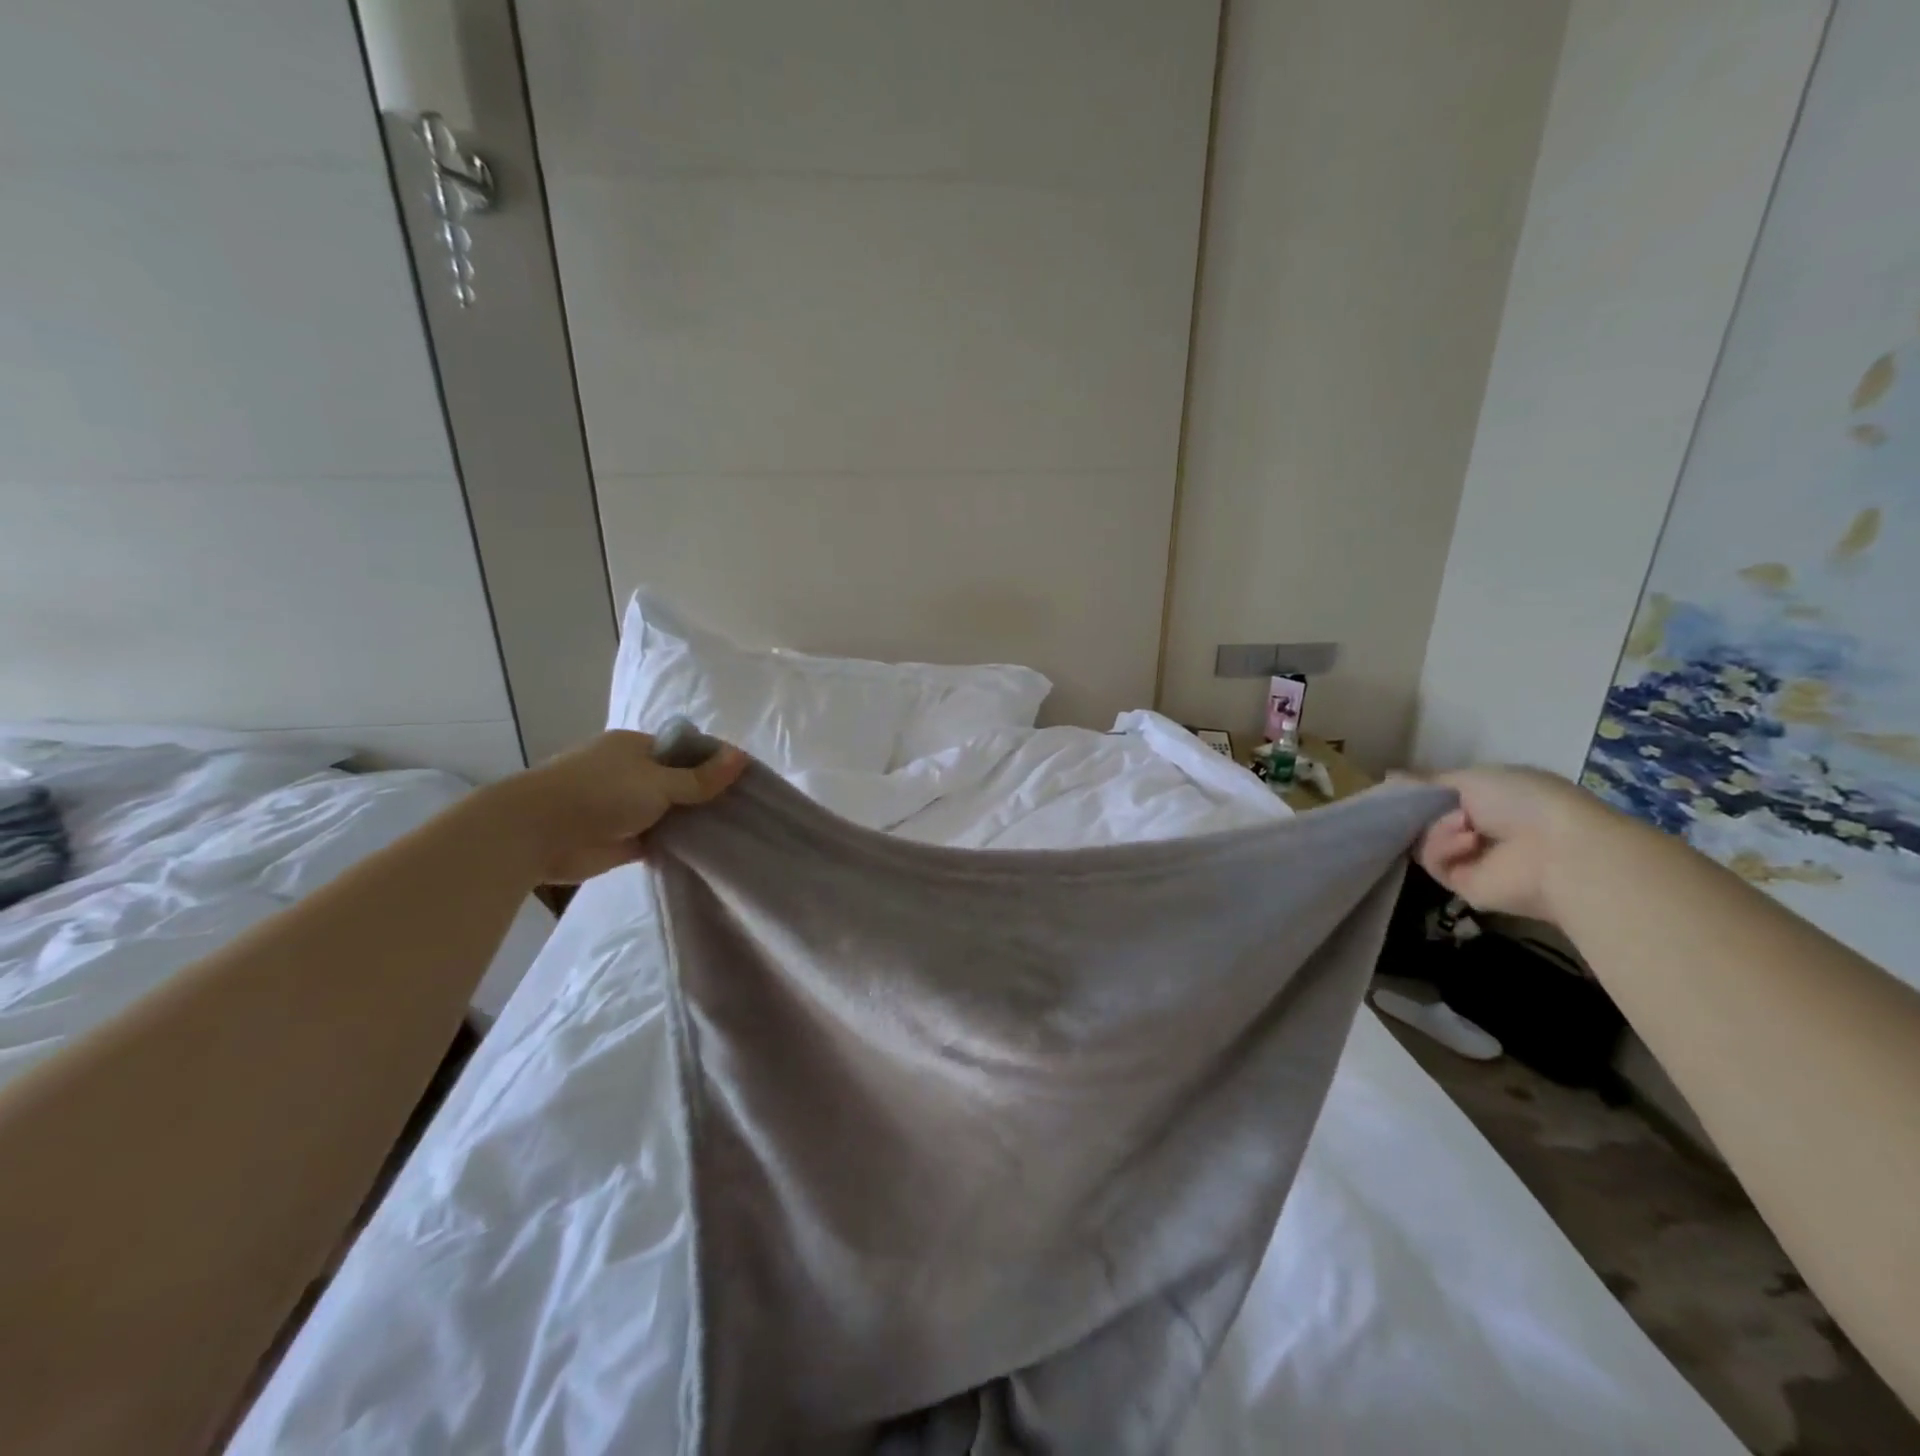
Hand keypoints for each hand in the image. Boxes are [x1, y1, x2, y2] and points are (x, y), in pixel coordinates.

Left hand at [482, 729, 747, 884]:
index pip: (684, 750)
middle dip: (705, 795)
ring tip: (735, 831)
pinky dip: (676, 844)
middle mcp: (630, 774)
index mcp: (635, 748)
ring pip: (668, 812)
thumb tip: (742, 757)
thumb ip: (701, 777)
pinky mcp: (620, 841)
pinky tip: (707, 851)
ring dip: (691, 821)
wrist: (537, 834)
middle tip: (746, 810)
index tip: (745, 780)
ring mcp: (623, 808)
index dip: (713, 762)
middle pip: (678, 782)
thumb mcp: (659, 781)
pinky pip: (657, 840)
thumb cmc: (600, 793)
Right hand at [1415, 766, 1607, 922]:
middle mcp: (1481, 829)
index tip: (1397, 788)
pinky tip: (1468, 842)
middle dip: (1420, 811)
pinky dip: (1444, 849)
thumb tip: (1388, 777)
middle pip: (1426, 821)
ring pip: (1425, 841)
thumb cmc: (1524, 801)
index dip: (1419, 792)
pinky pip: (1434, 863)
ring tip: (1463, 824)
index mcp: (1490, 800)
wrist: (1559, 850)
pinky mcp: (1464, 885)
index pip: (1441, 797)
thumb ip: (1428, 781)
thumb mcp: (1472, 778)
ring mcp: (1472, 859)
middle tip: (1414, 804)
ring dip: (1438, 829)